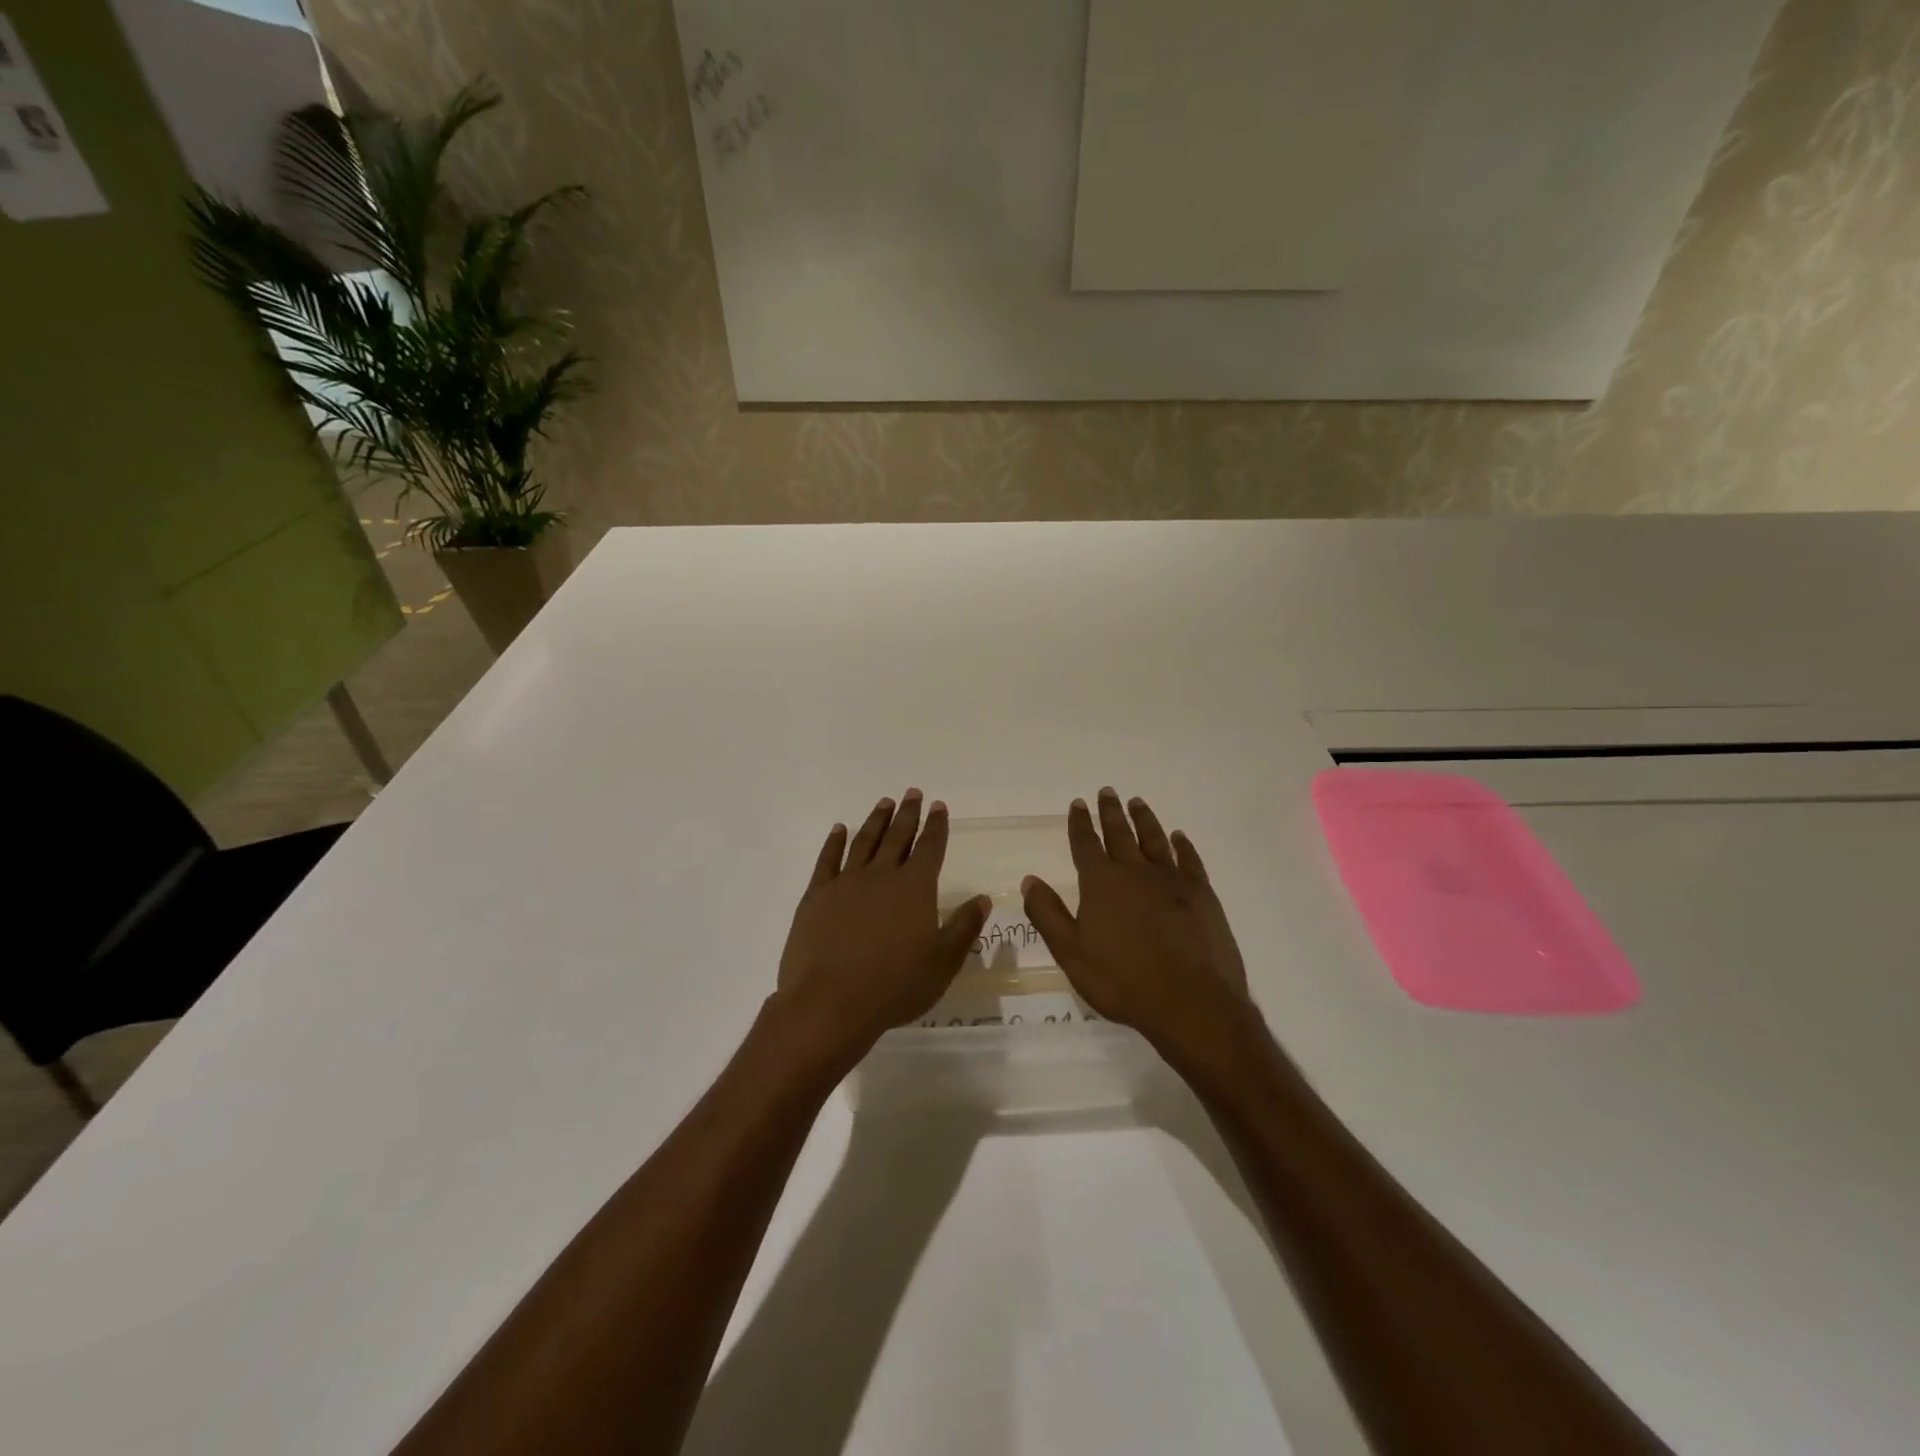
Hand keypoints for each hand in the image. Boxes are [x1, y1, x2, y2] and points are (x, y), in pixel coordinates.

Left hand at [775, 789, 990, 1065]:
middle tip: (913, 793)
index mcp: (914, 888)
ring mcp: (845, 882)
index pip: (930, 848)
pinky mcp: (816, 896)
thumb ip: (964, 927)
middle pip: (897, 836)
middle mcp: (881, 875)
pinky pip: (827, 859)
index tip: (939, 806)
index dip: (936, 826)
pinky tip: (839, 829)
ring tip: (884, 802)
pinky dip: (834, 841)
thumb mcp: (942, 963)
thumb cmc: (894, 986)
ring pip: (864, 841)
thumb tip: (982, 899)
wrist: (830, 1003)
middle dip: (908, 814)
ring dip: (876, 820)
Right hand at [1022, 788, 1252, 1064]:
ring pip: (1154, 839)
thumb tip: (1030, 880)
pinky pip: (1189, 859)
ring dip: (1144, 819)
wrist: (1191, 1002)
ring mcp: (1172, 880)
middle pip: (1120, 833)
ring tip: (1138, 802)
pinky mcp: (1202, 894)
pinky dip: (1182, 845)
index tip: (1078, 803)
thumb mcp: (1071, 953)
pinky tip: (1179, 837)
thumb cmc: (1123, 981)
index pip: (1086, 844)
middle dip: (1111, 811)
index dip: (1080, 822)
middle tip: (1108, 791)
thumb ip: (1048, 914)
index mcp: (1101, 883)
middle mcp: (1135, 871)